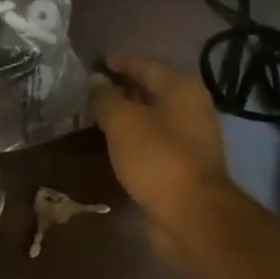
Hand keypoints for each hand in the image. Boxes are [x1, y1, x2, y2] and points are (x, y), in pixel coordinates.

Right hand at [87, 56, 230, 224]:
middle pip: (150, 90)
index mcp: (180, 88)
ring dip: (126, 117)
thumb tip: (95, 79)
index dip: (117, 63)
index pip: (144, 65)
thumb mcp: (122, 121)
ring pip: (151, 118)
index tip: (92, 65)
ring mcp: (190, 137)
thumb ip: (105, 97)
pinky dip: (134, 139)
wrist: (191, 214)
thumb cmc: (157, 158)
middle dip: (121, 90)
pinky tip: (113, 145)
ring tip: (95, 118)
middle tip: (88, 93)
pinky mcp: (184, 164)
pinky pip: (153, 142)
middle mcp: (191, 107)